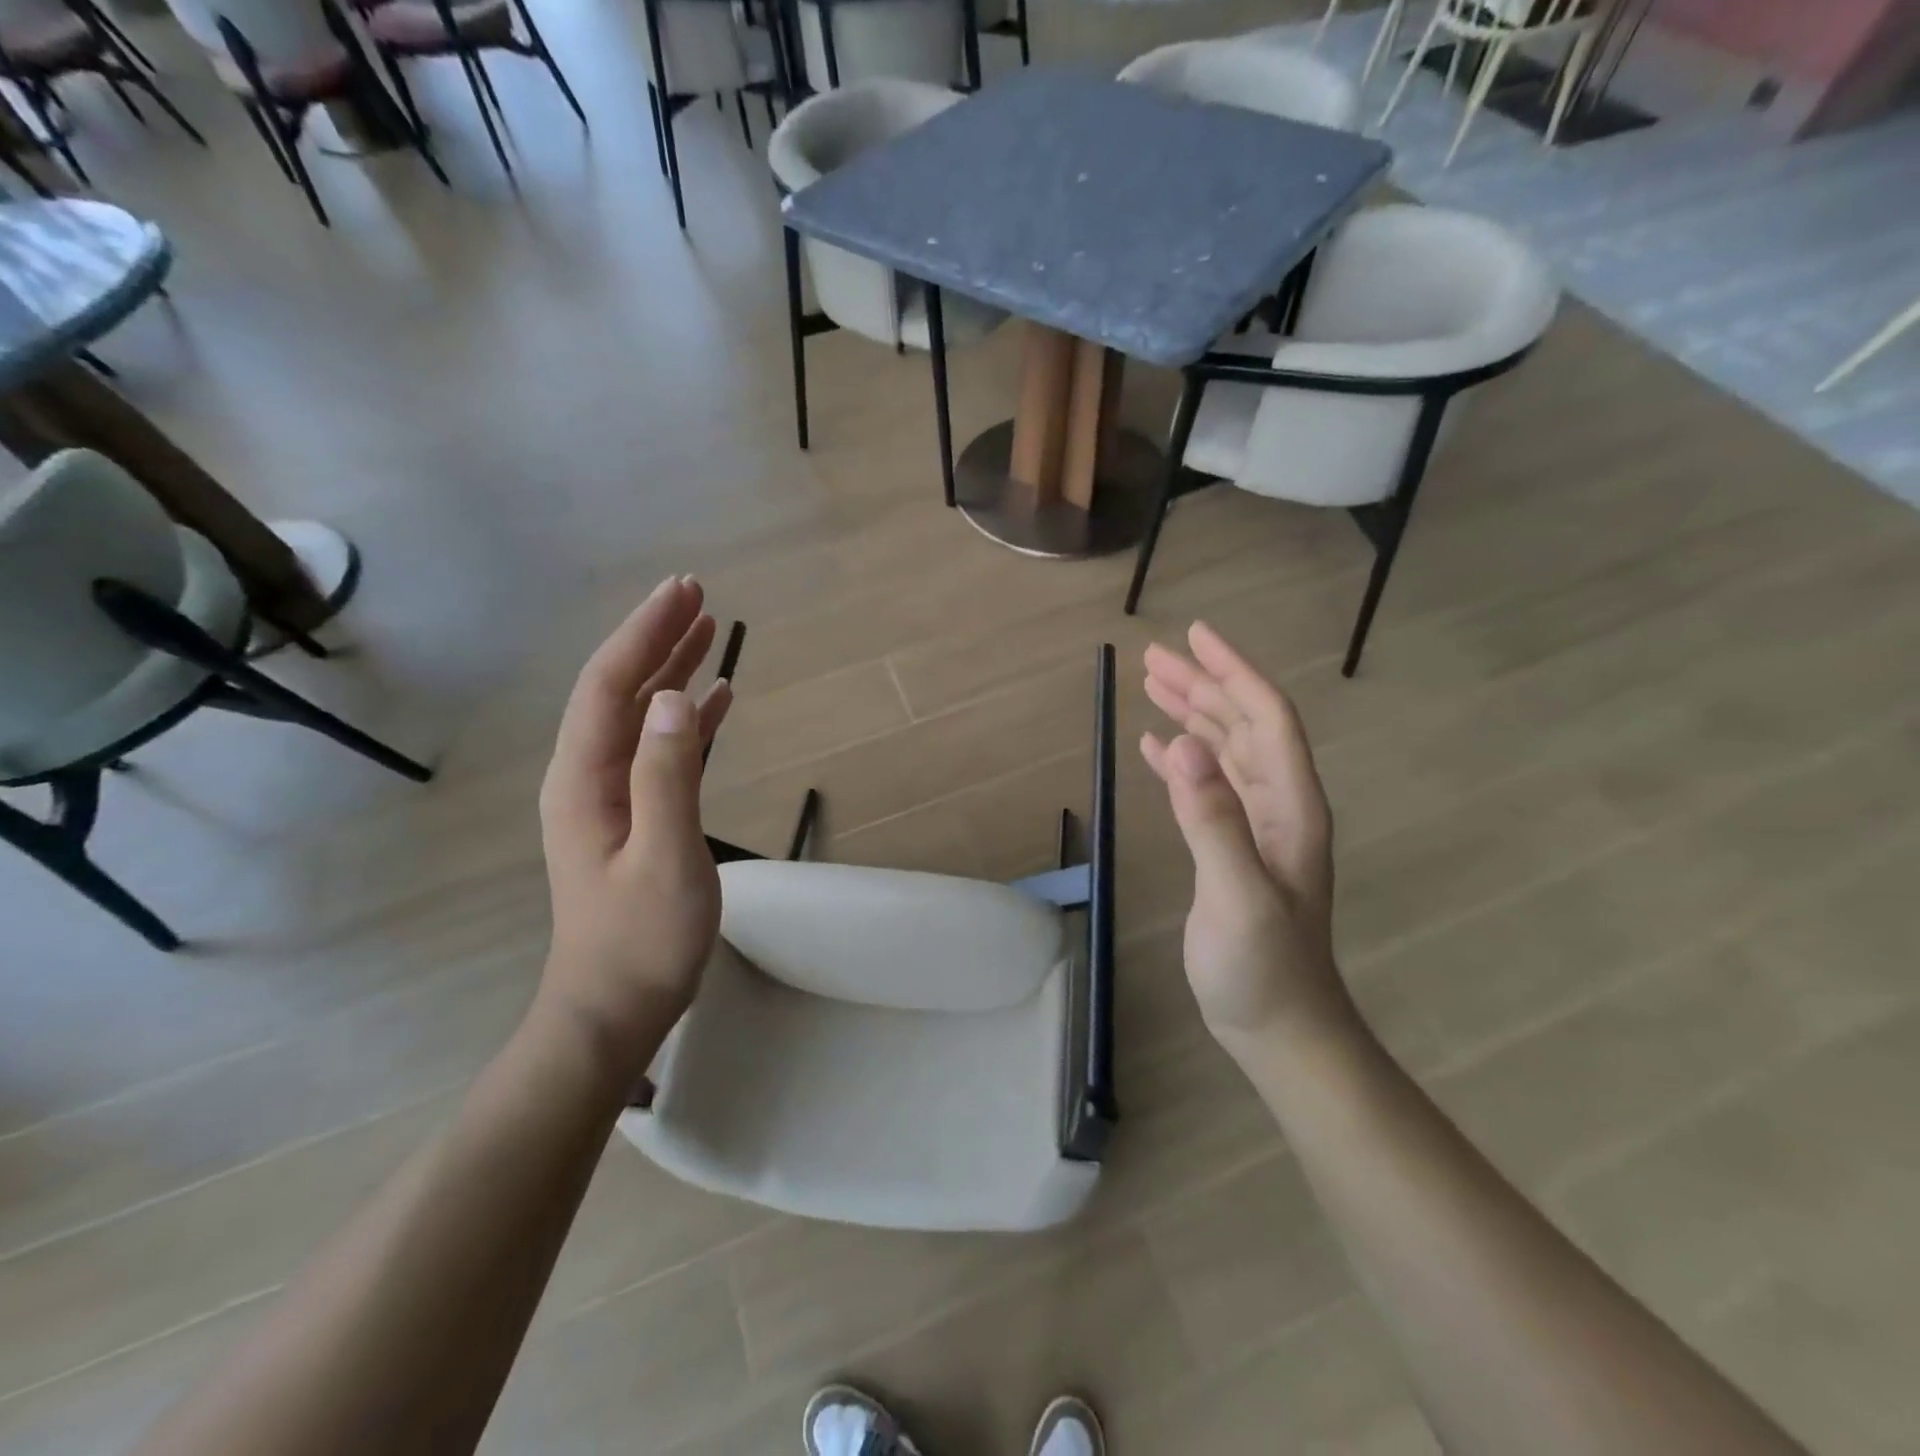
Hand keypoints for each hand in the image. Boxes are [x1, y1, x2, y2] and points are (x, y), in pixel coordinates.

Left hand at [537, 576, 732, 1069]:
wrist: (615, 1008)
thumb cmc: (641, 940)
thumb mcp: (664, 857)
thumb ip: (668, 775)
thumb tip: (677, 697)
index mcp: (585, 780)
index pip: (610, 687)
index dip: (645, 635)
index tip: (683, 592)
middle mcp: (590, 777)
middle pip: (622, 691)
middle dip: (657, 640)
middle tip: (698, 595)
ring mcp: (612, 797)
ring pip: (643, 716)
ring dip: (674, 672)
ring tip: (710, 632)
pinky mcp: (637, 816)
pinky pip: (662, 751)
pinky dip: (689, 720)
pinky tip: (715, 702)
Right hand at [1141, 623, 1350, 1056]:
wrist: (1280, 1028)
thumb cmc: (1265, 968)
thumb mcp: (1238, 895)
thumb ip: (1213, 820)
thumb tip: (1181, 745)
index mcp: (1289, 806)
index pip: (1265, 719)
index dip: (1233, 672)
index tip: (1195, 635)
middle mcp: (1277, 805)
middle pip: (1241, 726)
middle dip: (1202, 685)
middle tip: (1153, 656)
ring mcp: (1255, 827)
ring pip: (1223, 751)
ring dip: (1191, 715)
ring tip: (1152, 684)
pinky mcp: (1231, 848)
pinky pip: (1206, 787)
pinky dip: (1181, 760)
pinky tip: (1156, 747)